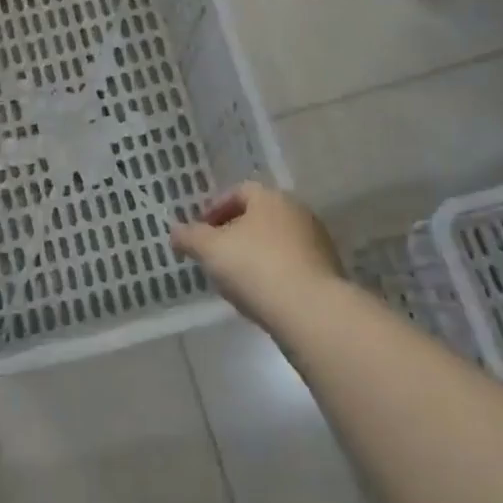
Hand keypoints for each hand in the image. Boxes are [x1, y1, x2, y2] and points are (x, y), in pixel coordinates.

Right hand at [170, 182, 342, 331]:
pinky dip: (273, 273)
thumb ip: (189, 237)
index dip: (215, 209)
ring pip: (276, 241)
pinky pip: (291, 264)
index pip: (239, 192)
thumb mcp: (209, 250)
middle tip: (214, 254)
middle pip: (259, 216)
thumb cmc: (254, 267)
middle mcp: (298, 212)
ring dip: (254, 254)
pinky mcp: (327, 271)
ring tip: (235, 279)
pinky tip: (261, 294)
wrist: (310, 310)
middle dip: (234, 233)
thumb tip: (174, 232)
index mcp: (270, 198)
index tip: (200, 231)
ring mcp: (317, 242)